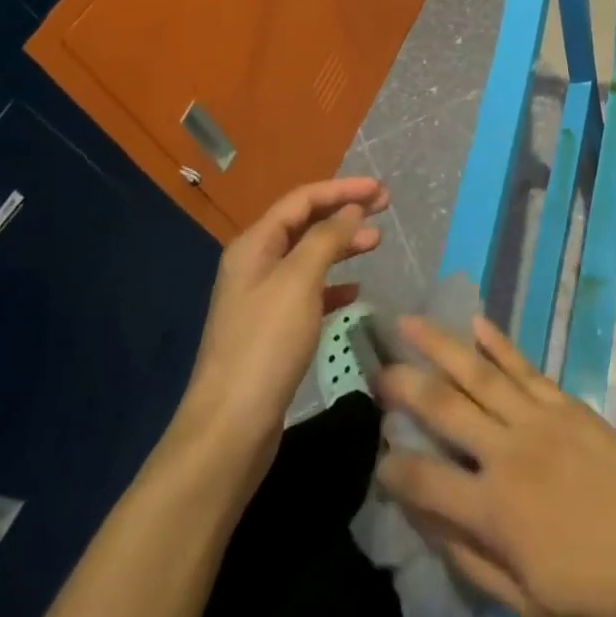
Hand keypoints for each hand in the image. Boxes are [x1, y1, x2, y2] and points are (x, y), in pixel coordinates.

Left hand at [171, 177, 389, 490]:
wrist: (230, 428)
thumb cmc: (265, 345)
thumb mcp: (299, 281)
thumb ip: (327, 239)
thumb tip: (352, 210)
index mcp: (254, 245)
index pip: (302, 200)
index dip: (342, 189)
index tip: (381, 190)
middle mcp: (255, 265)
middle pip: (305, 224)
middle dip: (344, 212)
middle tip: (385, 209)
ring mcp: (262, 298)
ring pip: (309, 257)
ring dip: (342, 245)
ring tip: (377, 243)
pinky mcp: (272, 330)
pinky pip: (308, 291)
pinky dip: (333, 284)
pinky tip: (354, 291)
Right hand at [376, 315, 615, 616]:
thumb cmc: (598, 595)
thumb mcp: (527, 602)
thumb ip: (470, 559)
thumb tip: (425, 520)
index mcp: (495, 510)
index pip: (423, 480)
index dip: (391, 468)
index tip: (373, 455)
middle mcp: (509, 452)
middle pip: (444, 407)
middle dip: (404, 384)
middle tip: (375, 365)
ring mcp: (540, 418)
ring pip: (479, 372)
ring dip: (441, 345)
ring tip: (410, 322)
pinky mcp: (567, 403)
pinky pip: (525, 366)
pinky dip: (499, 343)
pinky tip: (477, 323)